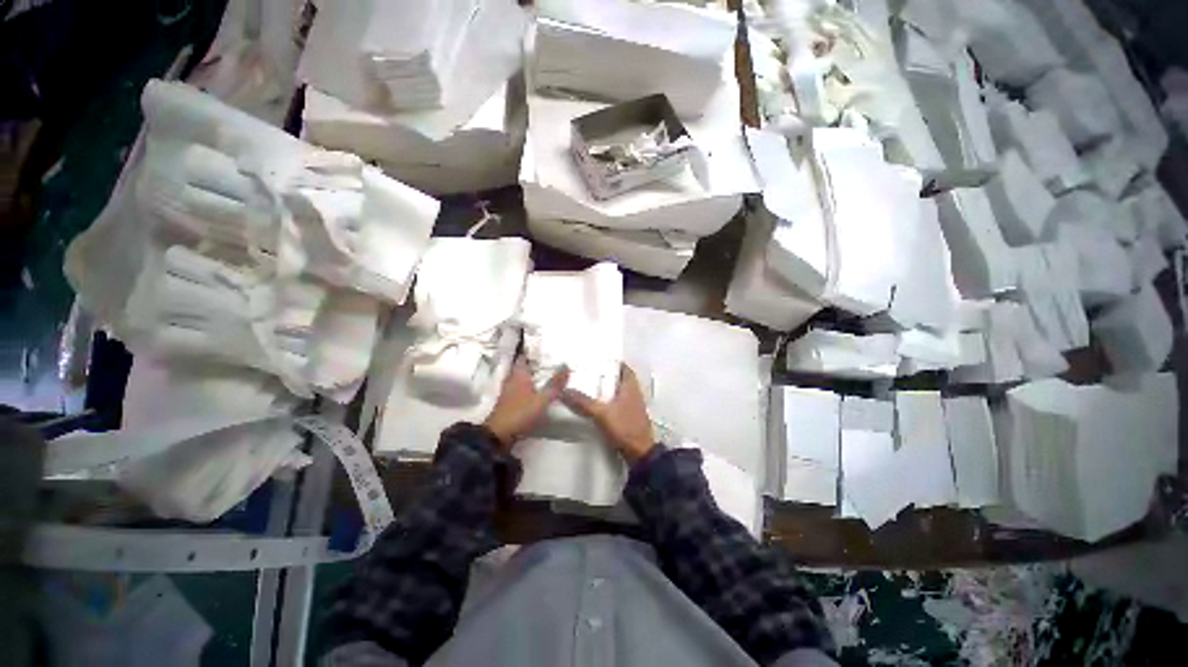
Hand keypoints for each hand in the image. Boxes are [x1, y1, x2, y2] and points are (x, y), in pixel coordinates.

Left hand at [483, 356, 568, 448]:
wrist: (499, 435)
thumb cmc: (520, 413)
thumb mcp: (542, 399)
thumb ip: (555, 384)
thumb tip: (566, 365)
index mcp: (518, 375)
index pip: (524, 357)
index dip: (532, 351)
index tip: (545, 347)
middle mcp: (512, 380)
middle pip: (523, 367)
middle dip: (535, 363)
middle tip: (550, 360)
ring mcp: (509, 392)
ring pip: (522, 378)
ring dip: (533, 376)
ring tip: (548, 374)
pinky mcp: (509, 403)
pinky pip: (522, 389)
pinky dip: (530, 387)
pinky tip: (538, 391)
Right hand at [561, 364, 654, 463]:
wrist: (640, 453)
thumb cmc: (624, 428)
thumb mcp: (602, 414)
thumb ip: (583, 402)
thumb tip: (564, 390)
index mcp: (631, 387)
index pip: (624, 368)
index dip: (613, 362)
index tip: (598, 359)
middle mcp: (634, 393)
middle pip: (620, 379)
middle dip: (606, 375)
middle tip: (589, 372)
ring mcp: (632, 406)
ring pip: (618, 391)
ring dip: (607, 388)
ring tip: (589, 386)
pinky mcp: (629, 417)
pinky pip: (617, 403)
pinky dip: (608, 400)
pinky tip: (596, 404)